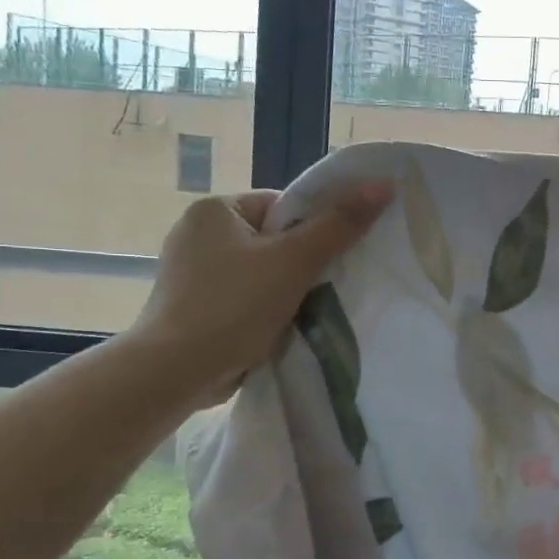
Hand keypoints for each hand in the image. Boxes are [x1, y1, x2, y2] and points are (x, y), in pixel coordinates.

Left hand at [130, 183, 393, 410]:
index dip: (313, 231)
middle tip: (323, 288)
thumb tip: (383, 186)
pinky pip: (242, 297)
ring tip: (303, 311)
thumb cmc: (234, 306)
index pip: (282, 207)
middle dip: (300, 264)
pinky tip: (276, 328)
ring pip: (260, 272)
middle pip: (273, 240)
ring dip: (284, 290)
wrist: (175, 372)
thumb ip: (340, 224)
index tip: (328, 261)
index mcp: (213, 210)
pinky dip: (262, 309)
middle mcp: (196, 234)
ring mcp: (190, 273)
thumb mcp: (295, 260)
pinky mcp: (191, 307)